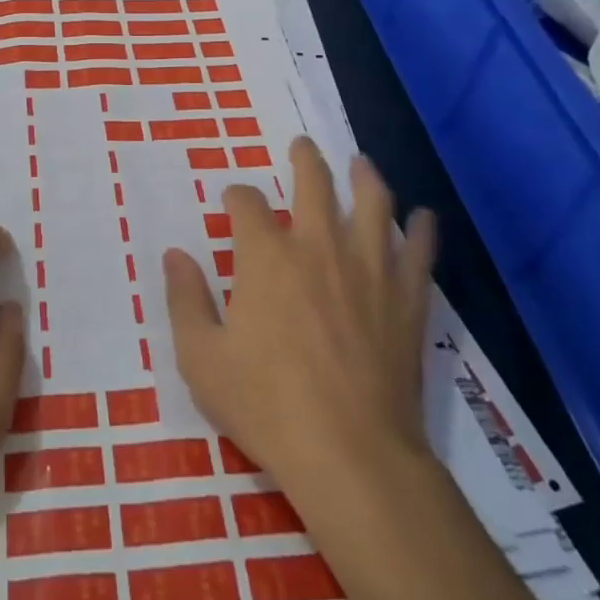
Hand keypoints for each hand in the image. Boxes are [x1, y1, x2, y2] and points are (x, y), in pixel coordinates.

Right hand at [163, 137, 435, 506]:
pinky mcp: (405, 300)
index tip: (233, 200)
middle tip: (302, 145)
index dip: (237, 195)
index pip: (247, 204)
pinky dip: (421, 230)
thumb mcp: (201, 357)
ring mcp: (368, 270)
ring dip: (364, 177)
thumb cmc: (265, 405)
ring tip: (360, 162)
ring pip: (372, 204)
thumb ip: (184, 299)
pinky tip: (423, 217)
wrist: (350, 455)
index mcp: (265, 257)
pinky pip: (418, 253)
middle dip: (304, 160)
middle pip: (313, 184)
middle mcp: (317, 247)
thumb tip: (175, 254)